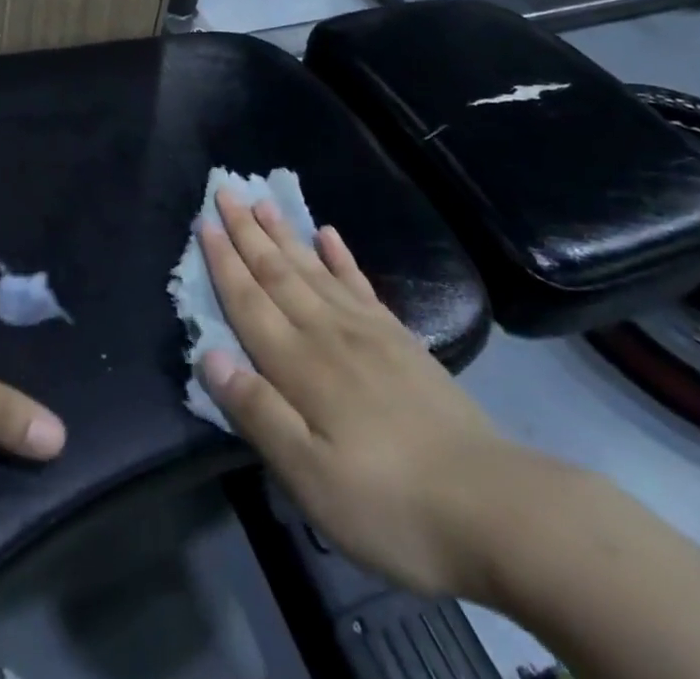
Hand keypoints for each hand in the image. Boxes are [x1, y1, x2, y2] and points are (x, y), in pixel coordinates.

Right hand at [199, 191, 534, 598]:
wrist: (496, 509)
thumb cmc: (391, 503)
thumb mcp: (311, 479)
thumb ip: (258, 413)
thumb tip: (208, 355)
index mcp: (300, 366)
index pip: (249, 302)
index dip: (223, 262)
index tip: (203, 221)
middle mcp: (327, 334)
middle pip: (277, 273)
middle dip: (246, 232)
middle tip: (224, 190)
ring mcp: (368, 332)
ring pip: (313, 270)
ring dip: (284, 235)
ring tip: (262, 201)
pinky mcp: (401, 340)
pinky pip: (360, 285)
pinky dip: (341, 256)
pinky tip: (329, 234)